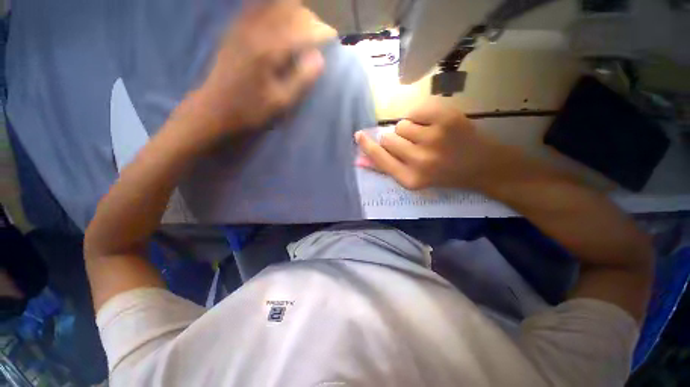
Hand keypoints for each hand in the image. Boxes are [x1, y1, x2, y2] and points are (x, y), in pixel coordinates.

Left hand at [192, 1, 334, 137]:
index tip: (333, 37)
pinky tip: (280, 17)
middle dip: (309, 17)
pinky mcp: (235, 31)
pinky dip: (273, 8)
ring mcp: (243, 27)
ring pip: (273, 5)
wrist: (214, 110)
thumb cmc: (251, 111)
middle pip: (289, 9)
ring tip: (304, 24)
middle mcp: (256, 30)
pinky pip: (256, 8)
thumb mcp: (281, 102)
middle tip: (319, 31)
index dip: (321, 31)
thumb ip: (301, 78)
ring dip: (293, 10)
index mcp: (269, 49)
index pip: (302, 29)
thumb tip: (320, 58)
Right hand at [355, 99, 515, 191]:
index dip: (368, 146)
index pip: (380, 158)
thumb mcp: (414, 179)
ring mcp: (434, 138)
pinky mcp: (447, 119)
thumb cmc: (444, 175)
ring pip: (402, 124)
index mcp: (410, 178)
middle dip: (396, 139)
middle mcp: (419, 160)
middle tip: (413, 144)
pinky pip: (416, 111)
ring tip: (427, 136)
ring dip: (410, 129)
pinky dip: (422, 116)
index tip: (359, 135)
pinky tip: (436, 126)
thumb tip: (365, 154)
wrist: (483, 166)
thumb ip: (390, 167)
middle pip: (388, 138)